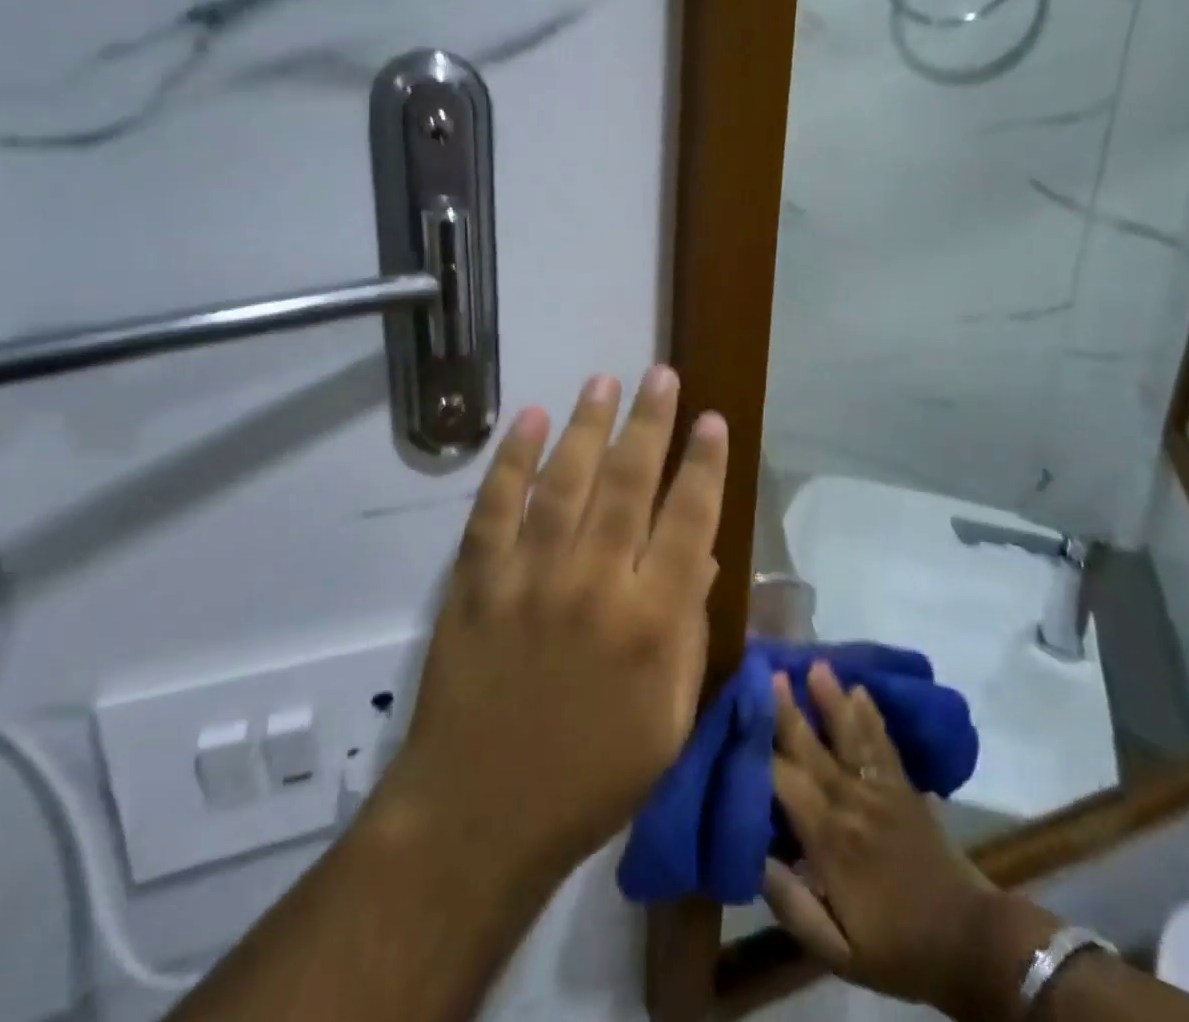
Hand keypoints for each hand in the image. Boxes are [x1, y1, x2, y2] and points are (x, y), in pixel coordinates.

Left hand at [381, 367, 728, 884]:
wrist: (479, 814)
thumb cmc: (590, 777)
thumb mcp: (668, 722)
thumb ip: (688, 631)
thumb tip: (698, 551)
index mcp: (651, 623)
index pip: (688, 520)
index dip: (704, 464)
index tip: (712, 420)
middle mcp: (594, 583)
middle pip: (628, 482)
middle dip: (650, 422)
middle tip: (662, 375)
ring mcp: (529, 576)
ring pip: (565, 480)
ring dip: (588, 423)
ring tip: (605, 378)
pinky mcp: (476, 580)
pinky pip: (496, 505)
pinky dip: (513, 458)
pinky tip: (531, 419)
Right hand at [765, 664, 1052, 1017]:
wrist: (969, 942)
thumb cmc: (897, 948)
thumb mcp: (838, 953)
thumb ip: (794, 906)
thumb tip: (755, 858)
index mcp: (830, 841)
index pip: (784, 783)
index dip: (759, 750)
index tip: (736, 719)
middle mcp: (852, 803)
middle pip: (812, 748)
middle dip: (786, 709)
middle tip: (768, 670)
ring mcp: (881, 790)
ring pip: (850, 736)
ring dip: (830, 699)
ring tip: (816, 665)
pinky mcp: (905, 786)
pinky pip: (883, 743)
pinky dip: (871, 715)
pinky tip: (860, 688)